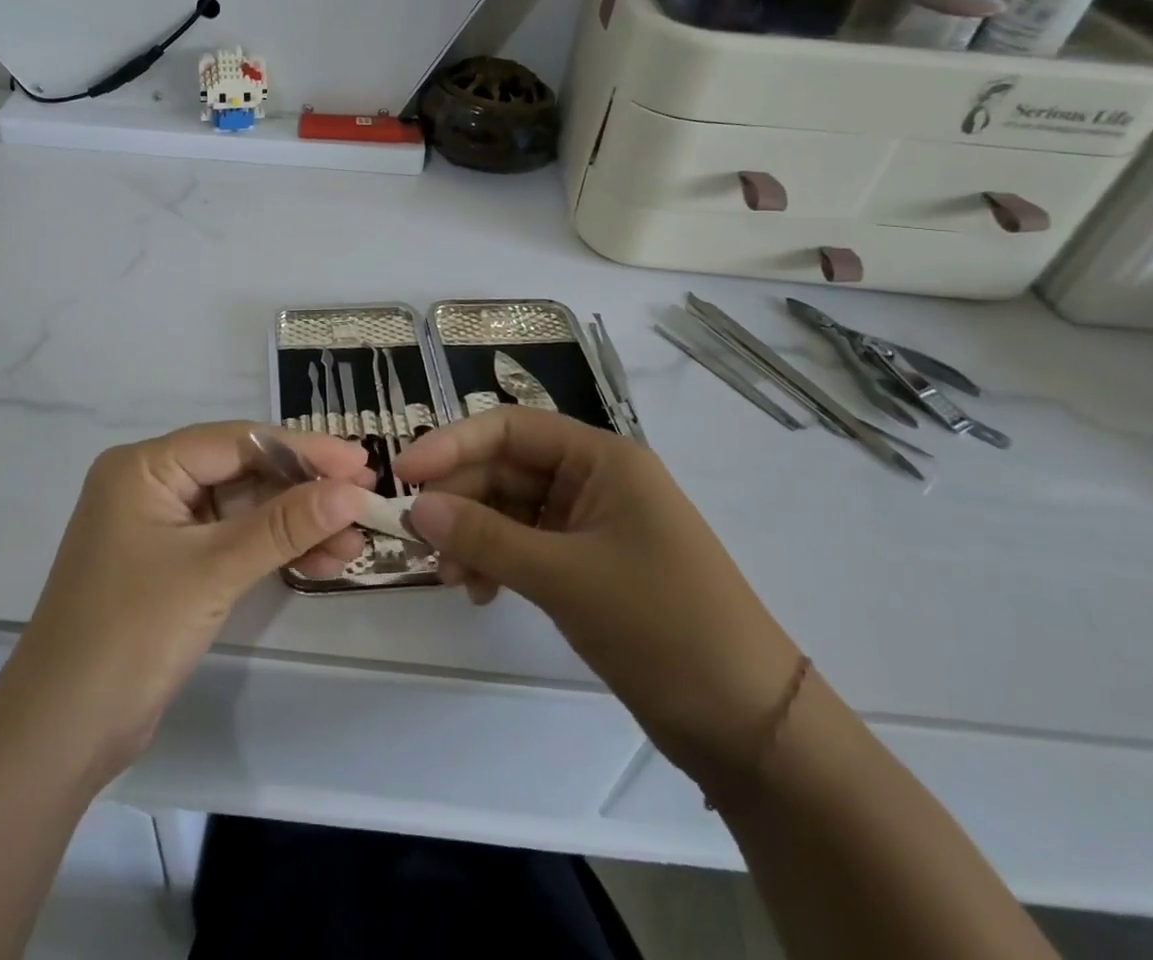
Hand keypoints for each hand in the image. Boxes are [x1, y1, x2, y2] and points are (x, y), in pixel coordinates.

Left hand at [0, 423, 372, 773]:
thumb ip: (283, 526)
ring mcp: (162, 526)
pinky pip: (233, 541)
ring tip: (353, 541)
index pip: (237, 441)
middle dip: (303, 491)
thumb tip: (351, 491)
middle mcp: (152, 484)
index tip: (358, 461)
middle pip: (243, 472)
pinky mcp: (174, 564)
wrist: (60, 734)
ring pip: (243, 509)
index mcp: (145, 466)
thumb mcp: (213, 571)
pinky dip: (273, 550)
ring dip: (295, 524)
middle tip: (363, 500)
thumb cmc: (130, 634)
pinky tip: (321, 561)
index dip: (302, 450)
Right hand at [396, 408, 801, 786]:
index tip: (404, 473)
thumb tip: (415, 507)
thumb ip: (485, 536)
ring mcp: (593, 523)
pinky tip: (480, 593)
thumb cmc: (661, 625)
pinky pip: (527, 545)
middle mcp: (595, 479)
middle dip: (461, 501)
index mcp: (602, 458)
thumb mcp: (563, 576)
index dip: (452, 444)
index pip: (511, 428)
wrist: (748, 725)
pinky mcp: (590, 564)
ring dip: (475, 536)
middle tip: (420, 540)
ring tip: (451, 578)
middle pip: (507, 469)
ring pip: (512, 509)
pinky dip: (498, 562)